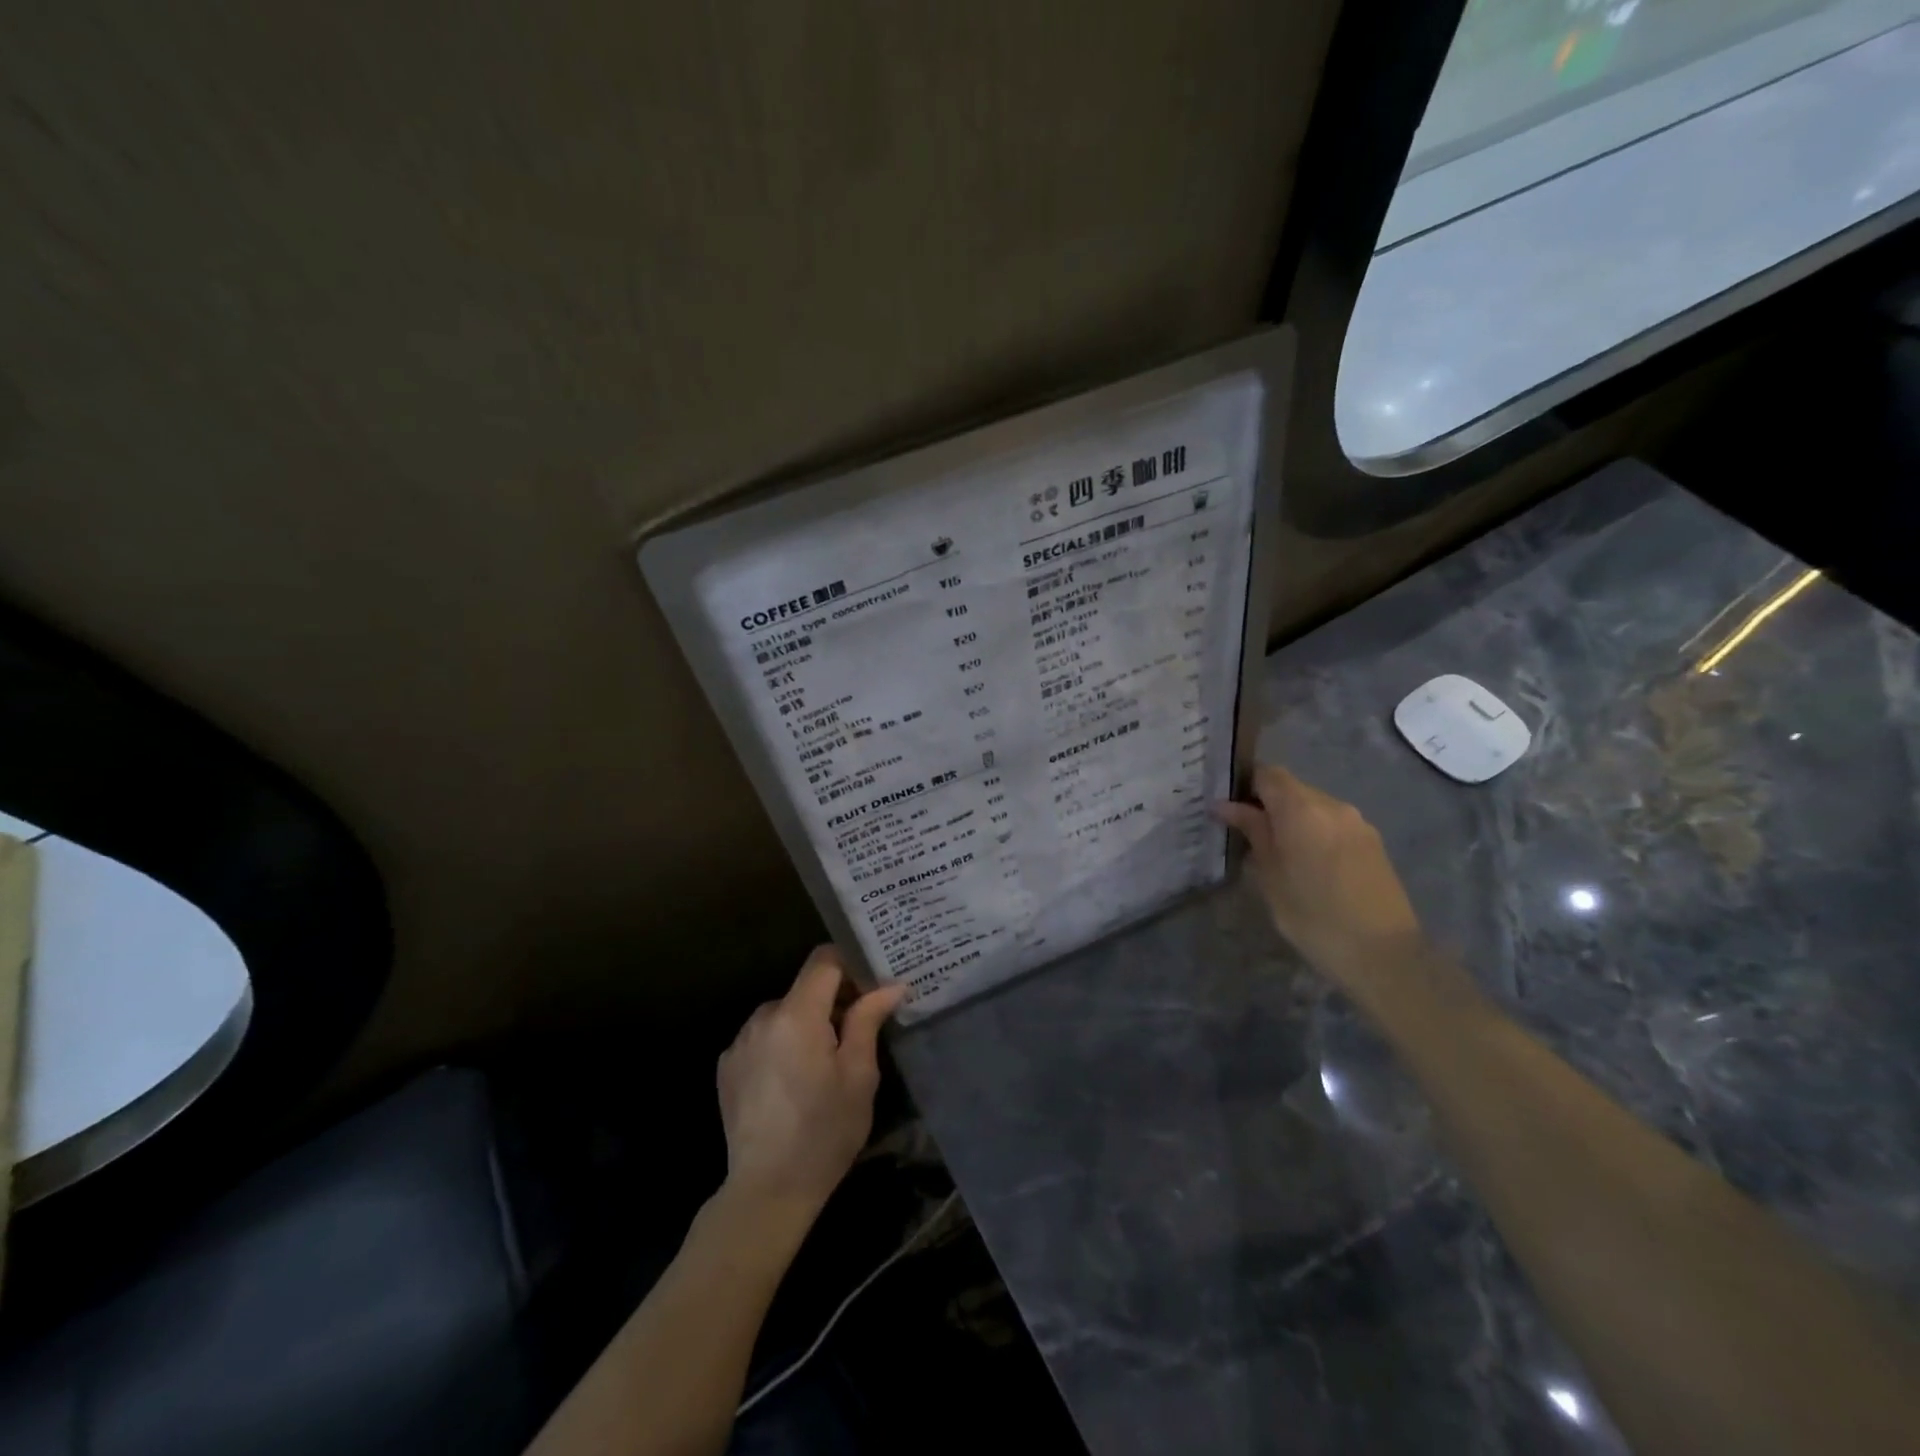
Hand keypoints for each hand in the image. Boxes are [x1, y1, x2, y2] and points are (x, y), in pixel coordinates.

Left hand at [716, 946, 906, 1219]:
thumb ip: (868, 1020)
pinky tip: (793, 1083)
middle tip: (858, 1033)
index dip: (851, 964)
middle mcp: (762, 1017)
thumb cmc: (824, 1132)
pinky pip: (764, 1038)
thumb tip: (891, 984)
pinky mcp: (727, 1066)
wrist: (766, 1191)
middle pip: (805, 988)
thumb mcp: (859, 1075)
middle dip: (833, 1001)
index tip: (871, 986)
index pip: (824, 960)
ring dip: (806, 1025)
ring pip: (784, 1014)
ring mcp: (740, 1042)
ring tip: (824, 1065)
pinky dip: (782, 1046)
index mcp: (797, 1014)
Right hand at [1215, 764, 1422, 997]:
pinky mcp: (1373, 842)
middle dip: (1267, 805)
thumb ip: (1252, 833)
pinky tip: (1308, 865)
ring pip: (1313, 807)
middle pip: (1291, 788)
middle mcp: (1332, 805)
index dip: (1245, 786)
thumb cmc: (1314, 916)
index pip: (1267, 774)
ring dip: (1292, 820)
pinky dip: (1314, 833)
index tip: (1229, 810)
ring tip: (1277, 854)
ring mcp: (1357, 823)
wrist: (1384, 955)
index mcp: (1302, 809)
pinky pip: (1333, 824)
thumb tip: (1226, 806)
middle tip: (1246, 835)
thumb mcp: (1271, 876)